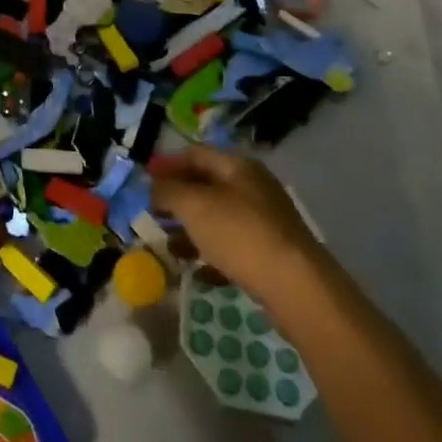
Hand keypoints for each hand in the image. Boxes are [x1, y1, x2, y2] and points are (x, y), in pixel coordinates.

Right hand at [150, 146, 319, 304]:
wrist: (297, 288)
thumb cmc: (240, 234)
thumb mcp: (194, 205)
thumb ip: (168, 191)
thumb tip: (153, 186)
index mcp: (238, 166)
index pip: (195, 154)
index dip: (167, 164)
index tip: (144, 180)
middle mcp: (253, 187)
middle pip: (206, 185)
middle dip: (177, 198)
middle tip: (152, 213)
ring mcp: (265, 221)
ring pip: (218, 217)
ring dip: (191, 229)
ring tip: (169, 247)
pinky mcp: (271, 253)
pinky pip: (233, 246)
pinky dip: (211, 254)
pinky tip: (197, 272)